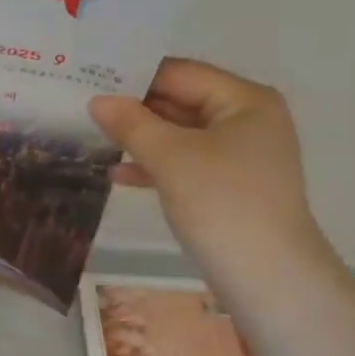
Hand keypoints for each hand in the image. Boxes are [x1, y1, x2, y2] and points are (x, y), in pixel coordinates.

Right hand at [89, 58, 339, 288]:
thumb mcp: (171, 158)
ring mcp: (242, 155)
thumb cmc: (223, 204)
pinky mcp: (231, 187)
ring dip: (141, 138)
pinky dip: (156, 165)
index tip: (90, 78)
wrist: (270, 282)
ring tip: (93, 137)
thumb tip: (97, 100)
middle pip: (182, 101)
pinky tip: (118, 174)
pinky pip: (187, 163)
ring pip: (181, 134)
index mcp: (245, 99)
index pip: (180, 73)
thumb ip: (131, 124)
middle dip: (135, 107)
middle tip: (84, 106)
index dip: (135, 75)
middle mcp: (248, 119)